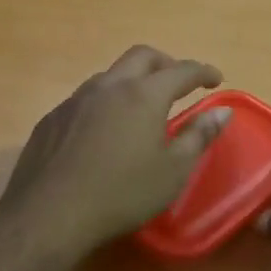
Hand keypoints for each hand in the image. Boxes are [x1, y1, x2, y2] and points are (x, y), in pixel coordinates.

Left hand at [0, 45, 232, 259]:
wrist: (49, 214)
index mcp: (144, 95)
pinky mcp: (53, 118)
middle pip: (142, 57)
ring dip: (132, 81)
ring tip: (141, 106)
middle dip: (166, 64)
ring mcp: (76, 99)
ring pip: (111, 74)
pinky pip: (86, 98)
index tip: (215, 79)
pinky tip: (104, 130)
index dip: (202, 72)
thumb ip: (199, 136)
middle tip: (179, 84)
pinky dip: (106, 102)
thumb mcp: (173, 171)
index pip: (181, 71)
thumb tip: (222, 111)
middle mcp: (109, 86)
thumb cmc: (122, 194)